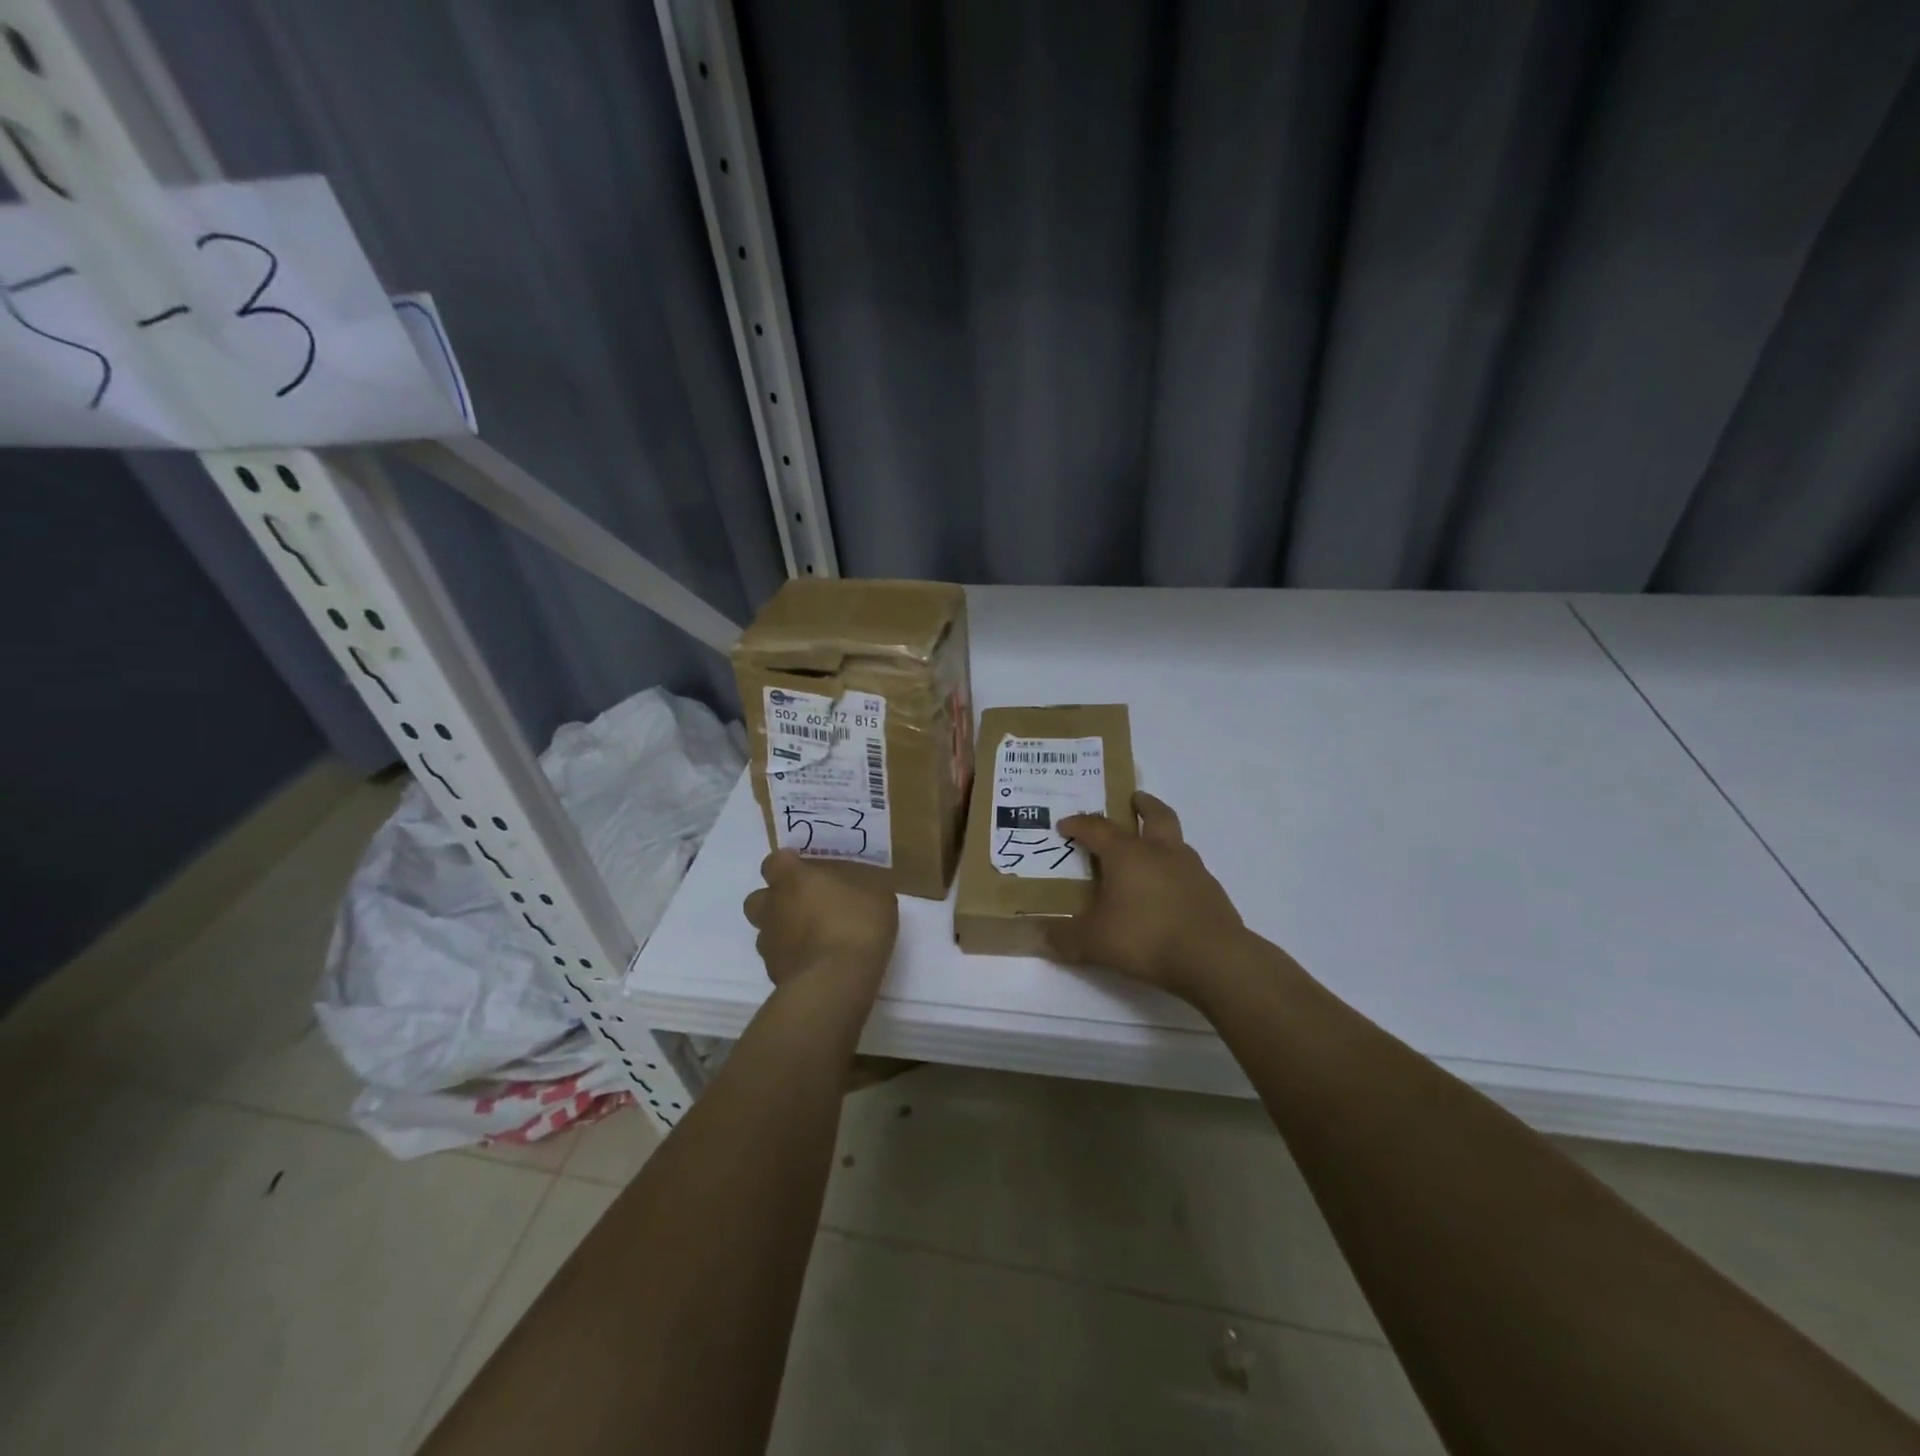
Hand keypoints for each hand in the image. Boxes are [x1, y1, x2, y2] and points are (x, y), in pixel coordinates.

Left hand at [742, 851, 898, 995]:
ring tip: (811, 938)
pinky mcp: (772, 974)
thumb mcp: (877, 897)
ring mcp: (769, 943)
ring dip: (782, 931)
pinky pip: (778, 959)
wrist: (835, 983)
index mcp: (793, 880)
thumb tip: (858, 891)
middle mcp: (773, 907)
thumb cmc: (856, 927)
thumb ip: (859, 889)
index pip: (774, 861)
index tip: (805, 869)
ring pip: (765, 930)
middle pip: (758, 897)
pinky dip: (791, 958)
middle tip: (804, 904)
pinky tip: (815, 963)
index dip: (787, 864)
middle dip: (775, 899)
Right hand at [1049, 792, 1248, 1000]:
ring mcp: (1192, 870)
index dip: (1079, 824)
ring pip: (1176, 841)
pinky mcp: (1212, 893)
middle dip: (1143, 805)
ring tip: (1150, 852)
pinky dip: (1176, 873)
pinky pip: (1190, 872)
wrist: (1214, 959)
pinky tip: (1169, 894)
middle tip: (1133, 800)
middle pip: (1156, 815)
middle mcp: (1161, 852)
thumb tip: (1038, 936)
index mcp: (1128, 854)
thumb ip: (1064, 937)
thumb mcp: (1094, 941)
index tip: (1065, 825)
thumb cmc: (1146, 937)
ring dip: (1162, 838)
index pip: (1098, 828)